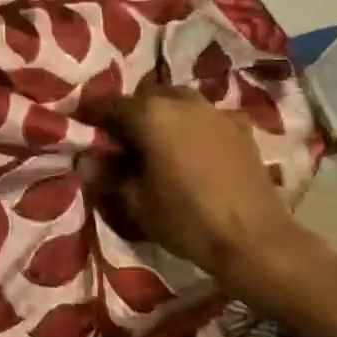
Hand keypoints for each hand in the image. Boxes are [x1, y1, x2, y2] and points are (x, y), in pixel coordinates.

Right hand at [87, 88, 307, 282]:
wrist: (255, 240)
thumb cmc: (188, 220)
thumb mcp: (137, 203)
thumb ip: (109, 176)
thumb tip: (86, 161)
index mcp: (151, 115)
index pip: (110, 104)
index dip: (92, 114)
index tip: (81, 123)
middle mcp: (182, 102)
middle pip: (147, 96)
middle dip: (131, 112)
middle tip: (122, 137)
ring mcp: (215, 111)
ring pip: (179, 101)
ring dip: (164, 114)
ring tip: (158, 141)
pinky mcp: (240, 126)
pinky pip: (208, 116)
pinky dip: (195, 125)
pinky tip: (195, 148)